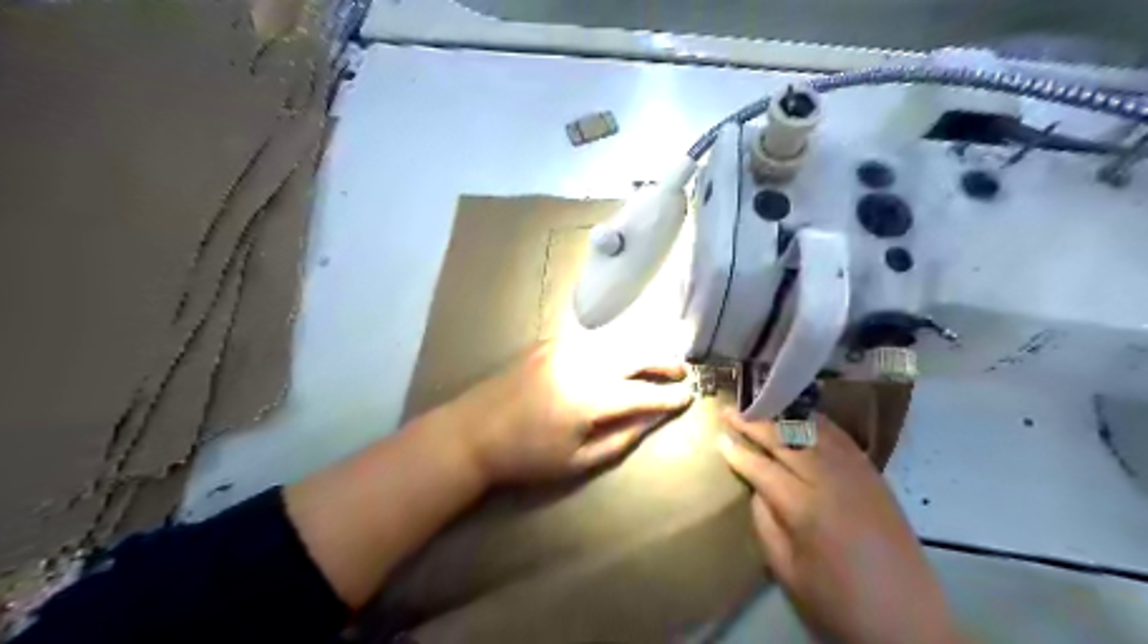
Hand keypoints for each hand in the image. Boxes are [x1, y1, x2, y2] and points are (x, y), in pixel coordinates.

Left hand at [439, 341, 689, 483]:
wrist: (472, 432)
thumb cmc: (526, 457)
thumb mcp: (577, 460)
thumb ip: (621, 438)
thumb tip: (652, 419)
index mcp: (590, 397)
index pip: (644, 393)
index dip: (670, 396)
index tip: (690, 396)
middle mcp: (583, 362)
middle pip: (636, 354)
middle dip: (664, 362)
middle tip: (683, 372)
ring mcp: (565, 347)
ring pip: (617, 340)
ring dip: (642, 350)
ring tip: (659, 362)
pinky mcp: (550, 342)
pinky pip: (594, 339)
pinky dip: (616, 345)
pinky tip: (621, 356)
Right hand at [714, 413, 962, 642]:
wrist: (909, 622)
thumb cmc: (840, 603)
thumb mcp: (788, 571)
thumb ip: (765, 523)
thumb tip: (756, 489)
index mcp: (805, 508)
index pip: (762, 468)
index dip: (737, 452)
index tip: (718, 437)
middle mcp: (831, 480)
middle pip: (786, 440)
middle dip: (755, 424)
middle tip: (731, 411)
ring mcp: (857, 474)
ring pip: (814, 431)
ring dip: (784, 416)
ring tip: (761, 407)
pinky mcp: (875, 475)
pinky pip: (841, 438)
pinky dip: (817, 423)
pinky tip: (803, 418)